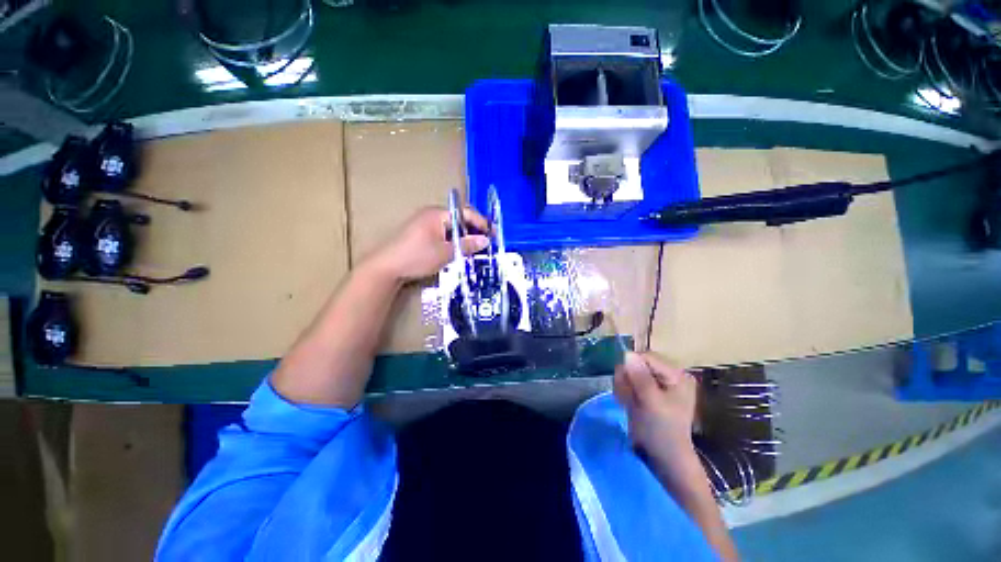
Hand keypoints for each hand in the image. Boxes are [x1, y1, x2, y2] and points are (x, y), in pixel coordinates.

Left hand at [367, 206, 490, 282]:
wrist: (386, 267)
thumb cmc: (417, 257)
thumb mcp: (446, 252)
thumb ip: (467, 245)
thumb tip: (486, 240)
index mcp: (438, 214)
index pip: (465, 213)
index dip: (481, 223)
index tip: (493, 234)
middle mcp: (431, 214)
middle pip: (458, 218)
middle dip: (473, 229)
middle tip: (485, 242)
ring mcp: (424, 223)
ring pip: (451, 227)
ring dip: (463, 236)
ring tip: (475, 248)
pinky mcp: (420, 233)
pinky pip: (443, 232)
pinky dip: (453, 239)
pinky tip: (458, 250)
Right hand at [614, 351, 697, 457]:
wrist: (663, 458)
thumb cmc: (663, 430)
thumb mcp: (652, 403)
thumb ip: (641, 378)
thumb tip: (627, 354)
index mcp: (676, 374)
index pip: (646, 357)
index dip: (632, 367)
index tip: (627, 384)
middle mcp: (666, 374)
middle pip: (636, 363)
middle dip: (628, 380)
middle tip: (629, 398)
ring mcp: (655, 383)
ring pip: (628, 372)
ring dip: (624, 387)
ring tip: (629, 404)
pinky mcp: (645, 391)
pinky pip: (626, 381)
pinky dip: (624, 392)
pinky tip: (627, 404)